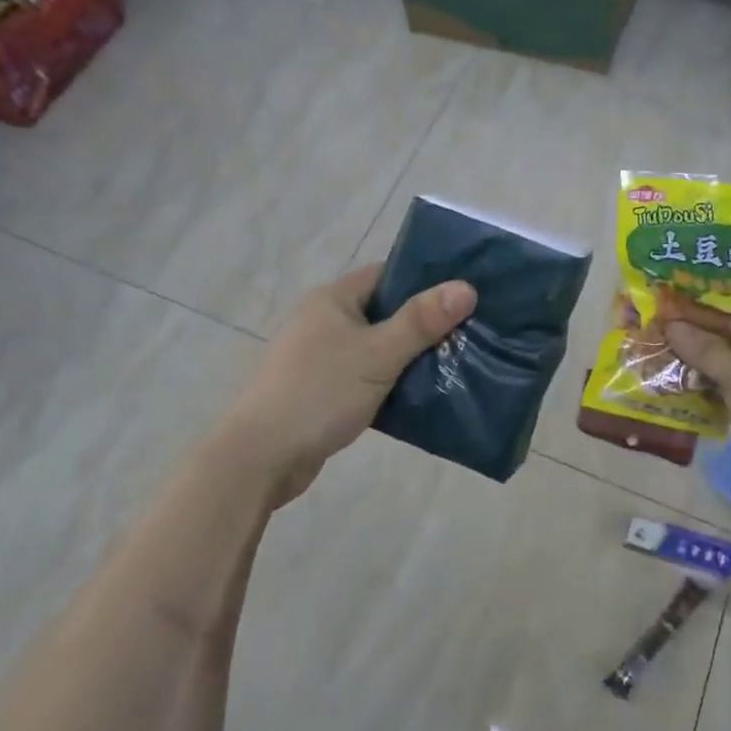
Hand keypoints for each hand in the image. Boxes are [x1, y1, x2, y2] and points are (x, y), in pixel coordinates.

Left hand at [219, 263, 476, 505]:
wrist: (260, 457)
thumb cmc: (319, 393)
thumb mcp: (377, 354)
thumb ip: (421, 321)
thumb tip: (466, 287)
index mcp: (334, 299)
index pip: (388, 274)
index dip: (426, 280)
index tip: (466, 293)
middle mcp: (325, 320)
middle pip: (386, 311)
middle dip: (425, 323)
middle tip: (470, 332)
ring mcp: (322, 356)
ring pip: (378, 347)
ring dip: (410, 356)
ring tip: (457, 362)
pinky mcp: (323, 390)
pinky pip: (367, 376)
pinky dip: (392, 382)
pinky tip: (423, 394)